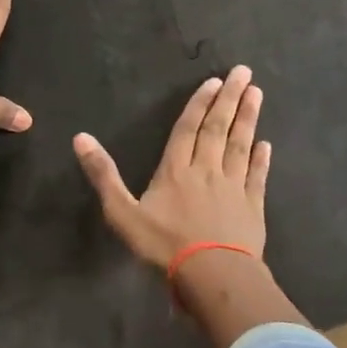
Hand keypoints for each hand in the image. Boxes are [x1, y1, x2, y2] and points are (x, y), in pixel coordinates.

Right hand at [74, 65, 270, 266]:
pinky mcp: (252, 207)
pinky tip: (266, 144)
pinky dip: (261, 159)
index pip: (188, 129)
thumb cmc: (164, 245)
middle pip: (218, 129)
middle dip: (230, 99)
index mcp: (176, 170)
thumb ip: (103, 175)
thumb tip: (80, 137)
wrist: (212, 275)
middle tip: (244, 73)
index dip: (199, 104)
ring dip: (248, 119)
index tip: (215, 81)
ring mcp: (233, 188)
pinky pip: (257, 177)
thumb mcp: (122, 213)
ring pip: (241, 146)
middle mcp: (207, 170)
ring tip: (257, 94)